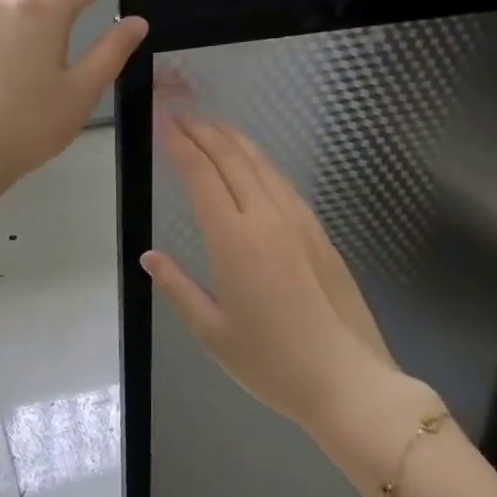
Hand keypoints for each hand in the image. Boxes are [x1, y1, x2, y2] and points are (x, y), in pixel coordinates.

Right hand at [141, 115, 403, 437]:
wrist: (347, 381)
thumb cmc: (272, 364)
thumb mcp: (212, 333)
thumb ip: (178, 289)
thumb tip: (149, 257)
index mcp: (234, 241)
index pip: (202, 176)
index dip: (181, 145)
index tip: (164, 124)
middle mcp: (267, 219)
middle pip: (232, 159)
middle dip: (204, 132)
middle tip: (181, 115)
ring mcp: (298, 222)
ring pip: (262, 165)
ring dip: (234, 139)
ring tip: (213, 126)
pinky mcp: (319, 232)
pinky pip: (283, 183)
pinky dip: (261, 162)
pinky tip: (254, 163)